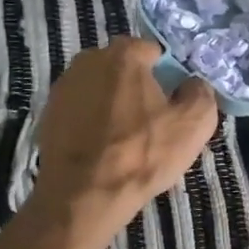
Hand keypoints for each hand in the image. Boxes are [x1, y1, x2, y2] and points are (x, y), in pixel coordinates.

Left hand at [28, 37, 218, 248]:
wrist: (82, 196)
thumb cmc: (141, 154)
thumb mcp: (194, 124)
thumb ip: (200, 92)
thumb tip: (192, 85)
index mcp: (123, 54)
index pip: (154, 52)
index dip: (168, 77)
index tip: (173, 105)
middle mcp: (87, 61)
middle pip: (124, 70)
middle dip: (138, 90)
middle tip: (152, 124)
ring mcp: (62, 88)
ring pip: (100, 91)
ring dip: (113, 108)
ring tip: (125, 142)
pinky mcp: (47, 116)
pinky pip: (81, 113)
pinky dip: (91, 126)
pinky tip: (101, 152)